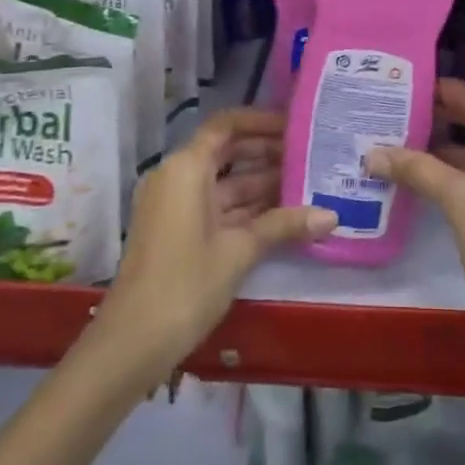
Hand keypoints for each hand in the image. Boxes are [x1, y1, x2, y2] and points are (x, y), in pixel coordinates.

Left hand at [96, 108, 335, 383]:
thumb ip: (284, 225)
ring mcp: (175, 206)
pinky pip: (217, 205)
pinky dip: (246, 207)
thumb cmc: (185, 284)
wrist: (132, 343)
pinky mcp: (178, 231)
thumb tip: (332, 215)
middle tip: (311, 155)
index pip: (226, 125)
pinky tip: (283, 215)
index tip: (295, 125)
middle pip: (227, 151)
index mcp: (186, 168)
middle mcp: (177, 177)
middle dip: (267, 153)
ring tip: (307, 182)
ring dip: (262, 183)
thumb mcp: (239, 251)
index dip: (260, 121)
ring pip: (224, 182)